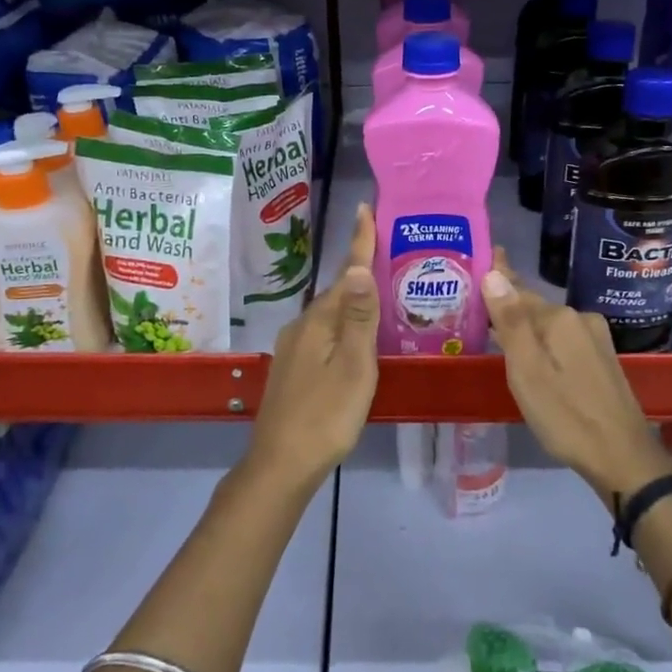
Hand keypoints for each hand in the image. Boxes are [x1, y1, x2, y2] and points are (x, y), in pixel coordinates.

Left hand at [248, 203, 378, 483]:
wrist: (281, 463)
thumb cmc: (326, 415)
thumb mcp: (353, 367)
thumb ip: (359, 319)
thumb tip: (360, 267)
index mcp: (319, 321)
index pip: (346, 273)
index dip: (359, 242)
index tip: (366, 208)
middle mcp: (303, 326)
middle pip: (338, 292)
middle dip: (361, 270)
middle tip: (390, 253)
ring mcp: (295, 348)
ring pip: (331, 314)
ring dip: (354, 300)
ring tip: (382, 294)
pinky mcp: (295, 368)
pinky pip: (325, 333)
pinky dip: (344, 324)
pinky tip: (357, 337)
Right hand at [480, 248, 671, 501]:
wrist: (623, 458)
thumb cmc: (566, 415)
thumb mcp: (527, 370)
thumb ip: (510, 322)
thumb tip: (493, 273)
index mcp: (560, 318)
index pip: (518, 290)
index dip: (498, 276)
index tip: (487, 252)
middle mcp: (580, 320)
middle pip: (533, 308)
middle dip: (507, 305)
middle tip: (476, 303)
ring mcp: (595, 340)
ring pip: (548, 325)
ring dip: (524, 325)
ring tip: (496, 327)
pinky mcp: (602, 360)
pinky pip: (561, 340)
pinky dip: (541, 341)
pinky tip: (530, 352)